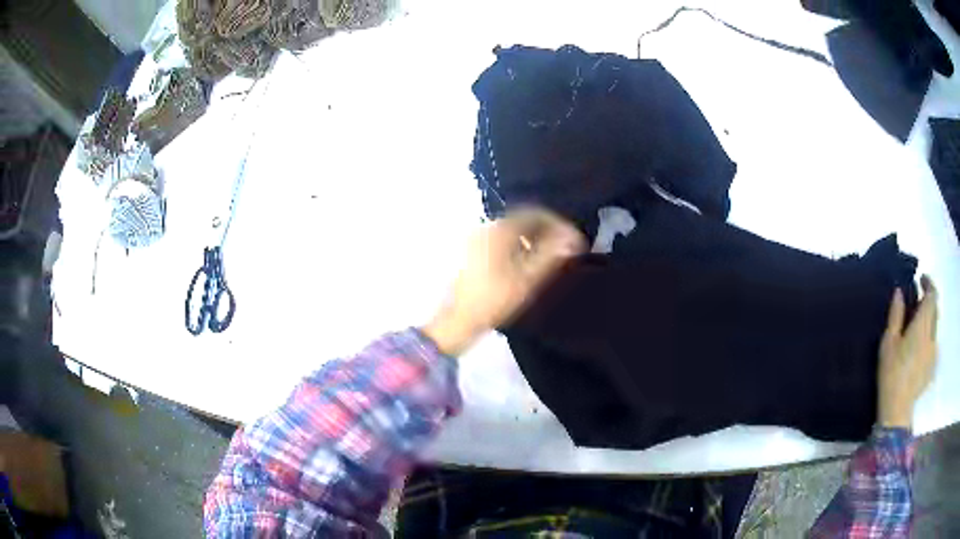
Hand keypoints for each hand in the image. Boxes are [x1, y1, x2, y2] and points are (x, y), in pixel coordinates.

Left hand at [423, 208, 585, 355]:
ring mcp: (475, 239)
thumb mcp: (527, 279)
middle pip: (522, 219)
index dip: (557, 223)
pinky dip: (517, 244)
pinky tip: (524, 262)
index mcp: (500, 230)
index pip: (535, 213)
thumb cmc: (494, 300)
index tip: (572, 238)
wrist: (458, 319)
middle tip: (563, 247)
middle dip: (545, 229)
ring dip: (531, 237)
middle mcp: (486, 227)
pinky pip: (500, 239)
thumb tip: (572, 239)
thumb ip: (551, 255)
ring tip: (547, 255)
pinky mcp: (470, 251)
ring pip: (511, 229)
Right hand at [878, 275, 938, 428]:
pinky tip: (919, 346)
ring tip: (917, 324)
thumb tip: (900, 291)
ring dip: (929, 318)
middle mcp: (932, 335)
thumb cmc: (891, 374)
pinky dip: (929, 336)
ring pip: (935, 326)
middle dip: (929, 300)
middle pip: (936, 309)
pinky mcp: (932, 365)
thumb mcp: (888, 343)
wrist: (897, 410)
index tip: (921, 279)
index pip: (933, 295)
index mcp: (923, 326)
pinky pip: (934, 342)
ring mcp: (934, 352)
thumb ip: (896, 315)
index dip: (928, 283)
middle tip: (917, 300)